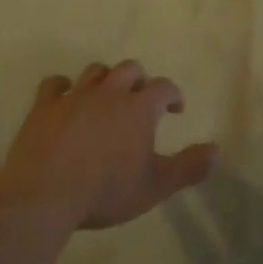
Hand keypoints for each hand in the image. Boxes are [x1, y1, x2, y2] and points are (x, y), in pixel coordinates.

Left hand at [0, 62, 219, 230]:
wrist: (46, 193)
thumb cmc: (106, 191)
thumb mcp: (155, 186)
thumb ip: (188, 167)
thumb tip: (218, 151)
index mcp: (138, 108)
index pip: (162, 87)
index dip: (172, 94)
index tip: (175, 108)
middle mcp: (109, 92)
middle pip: (129, 70)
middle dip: (139, 81)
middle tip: (140, 101)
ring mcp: (75, 96)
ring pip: (95, 72)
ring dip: (105, 80)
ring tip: (107, 97)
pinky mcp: (45, 106)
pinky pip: (55, 84)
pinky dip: (63, 87)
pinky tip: (65, 98)